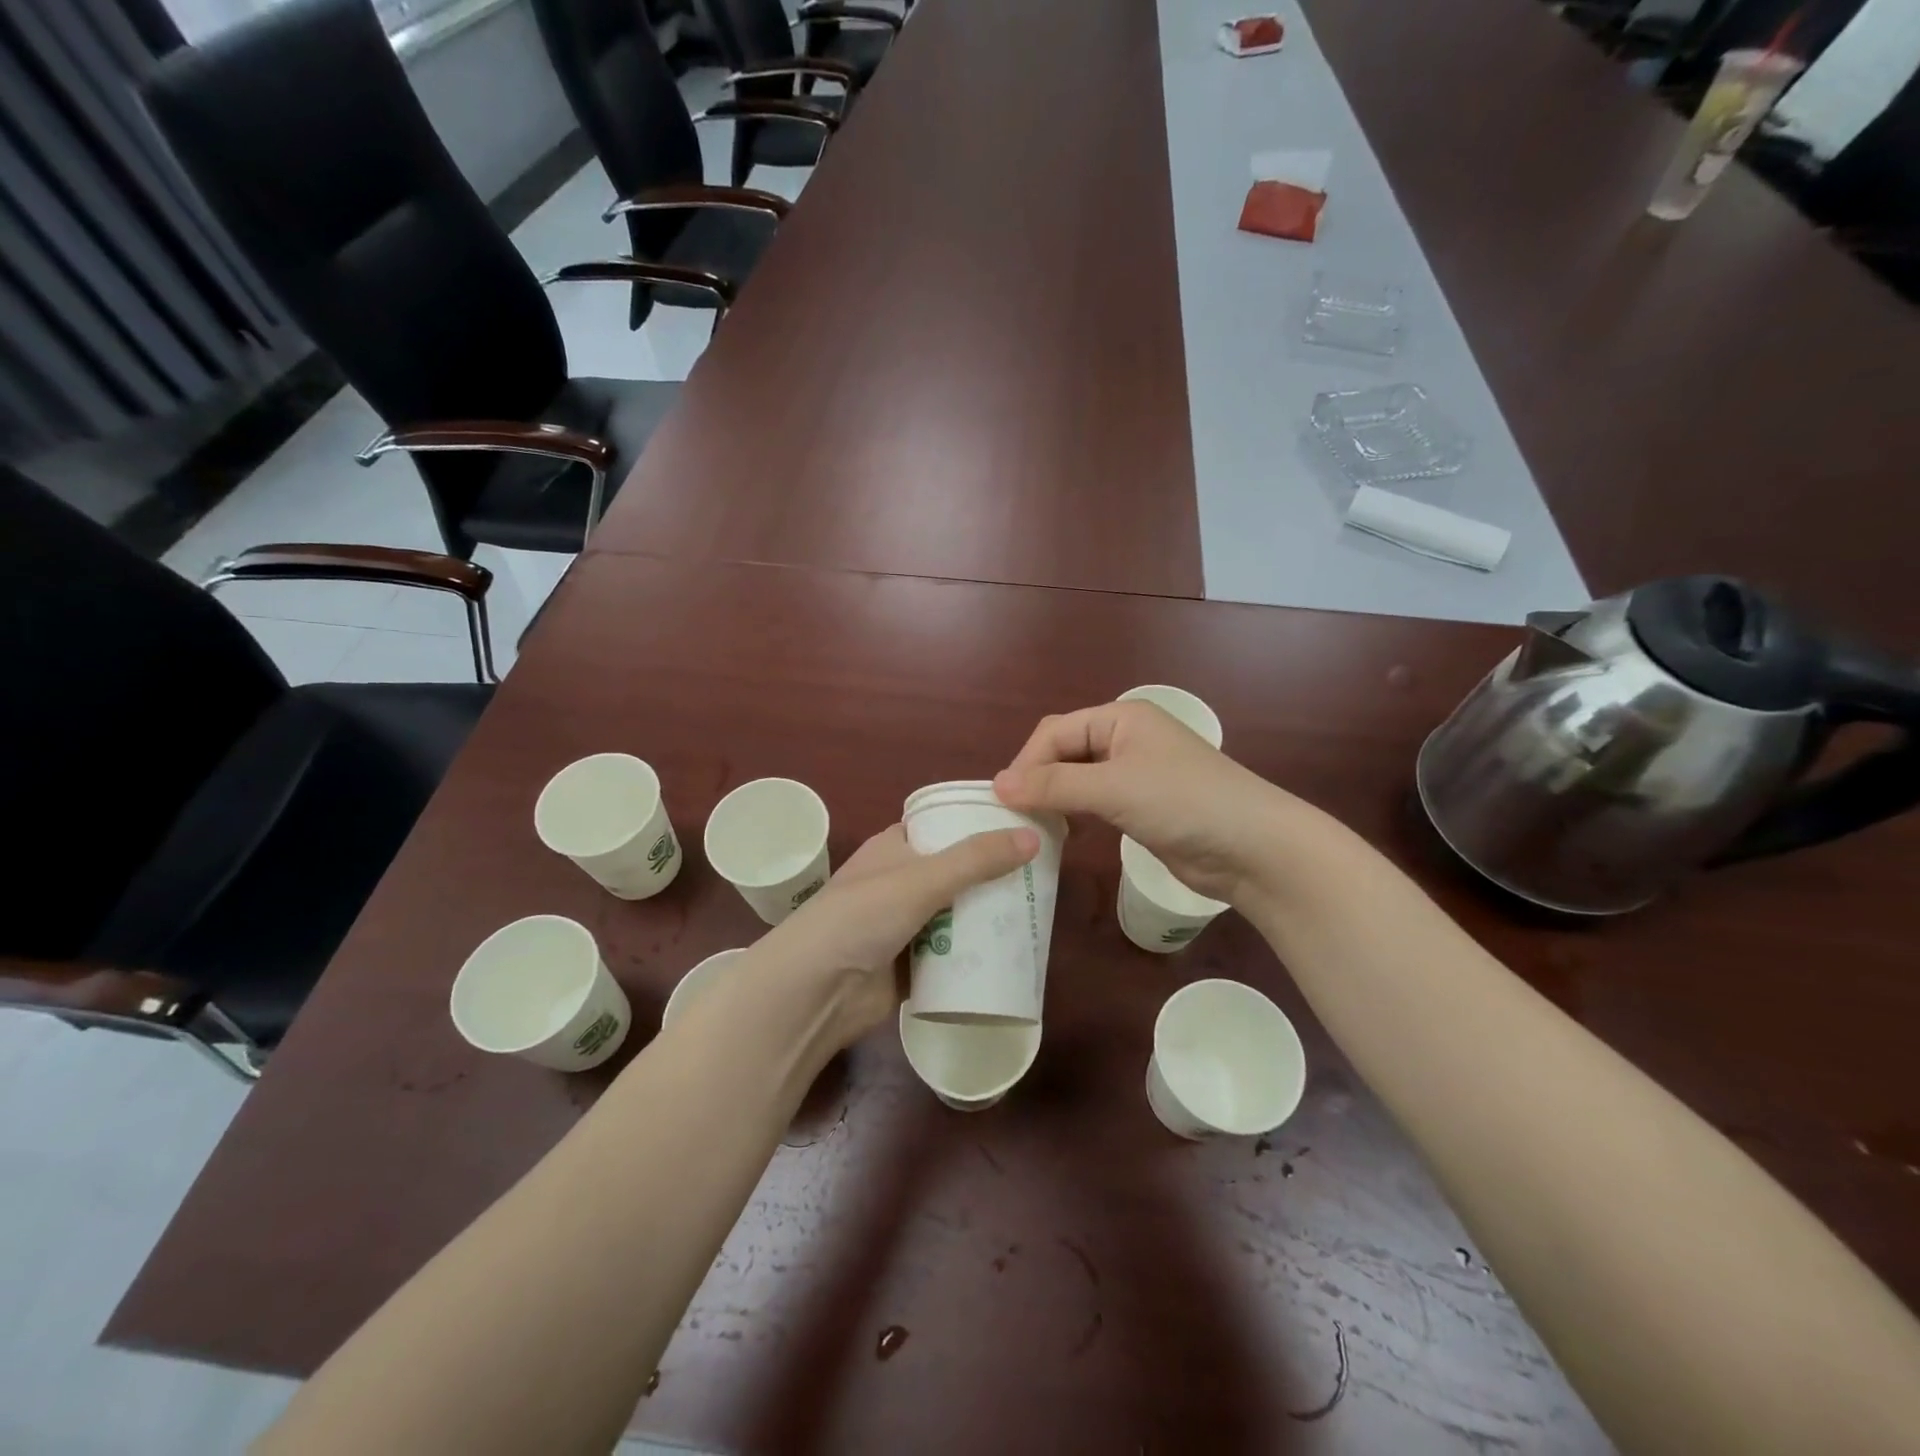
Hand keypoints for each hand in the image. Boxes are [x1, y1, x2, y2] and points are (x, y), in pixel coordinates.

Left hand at [749, 822, 1039, 1049]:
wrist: (814, 992)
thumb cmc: (861, 917)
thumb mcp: (921, 879)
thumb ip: (976, 859)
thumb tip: (1033, 836)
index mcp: (895, 847)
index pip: (944, 826)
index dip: (979, 826)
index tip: (1025, 829)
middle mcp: (900, 881)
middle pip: (957, 873)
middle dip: (994, 877)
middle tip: (1043, 877)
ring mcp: (905, 925)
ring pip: (958, 915)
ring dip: (988, 918)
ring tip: (1038, 913)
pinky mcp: (911, 965)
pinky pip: (952, 955)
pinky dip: (976, 955)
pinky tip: (1013, 954)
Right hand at [993, 701, 1296, 902]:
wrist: (1253, 848)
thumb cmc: (1183, 802)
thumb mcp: (1113, 788)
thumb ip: (1054, 786)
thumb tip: (997, 784)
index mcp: (1121, 717)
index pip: (1055, 732)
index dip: (1027, 763)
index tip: (1004, 801)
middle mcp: (1126, 738)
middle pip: (1064, 752)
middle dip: (1038, 779)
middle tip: (1015, 816)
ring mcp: (1136, 773)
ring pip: (1078, 778)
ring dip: (1054, 798)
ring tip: (1032, 826)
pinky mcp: (1142, 805)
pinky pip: (1095, 802)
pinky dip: (1075, 813)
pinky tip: (1063, 833)